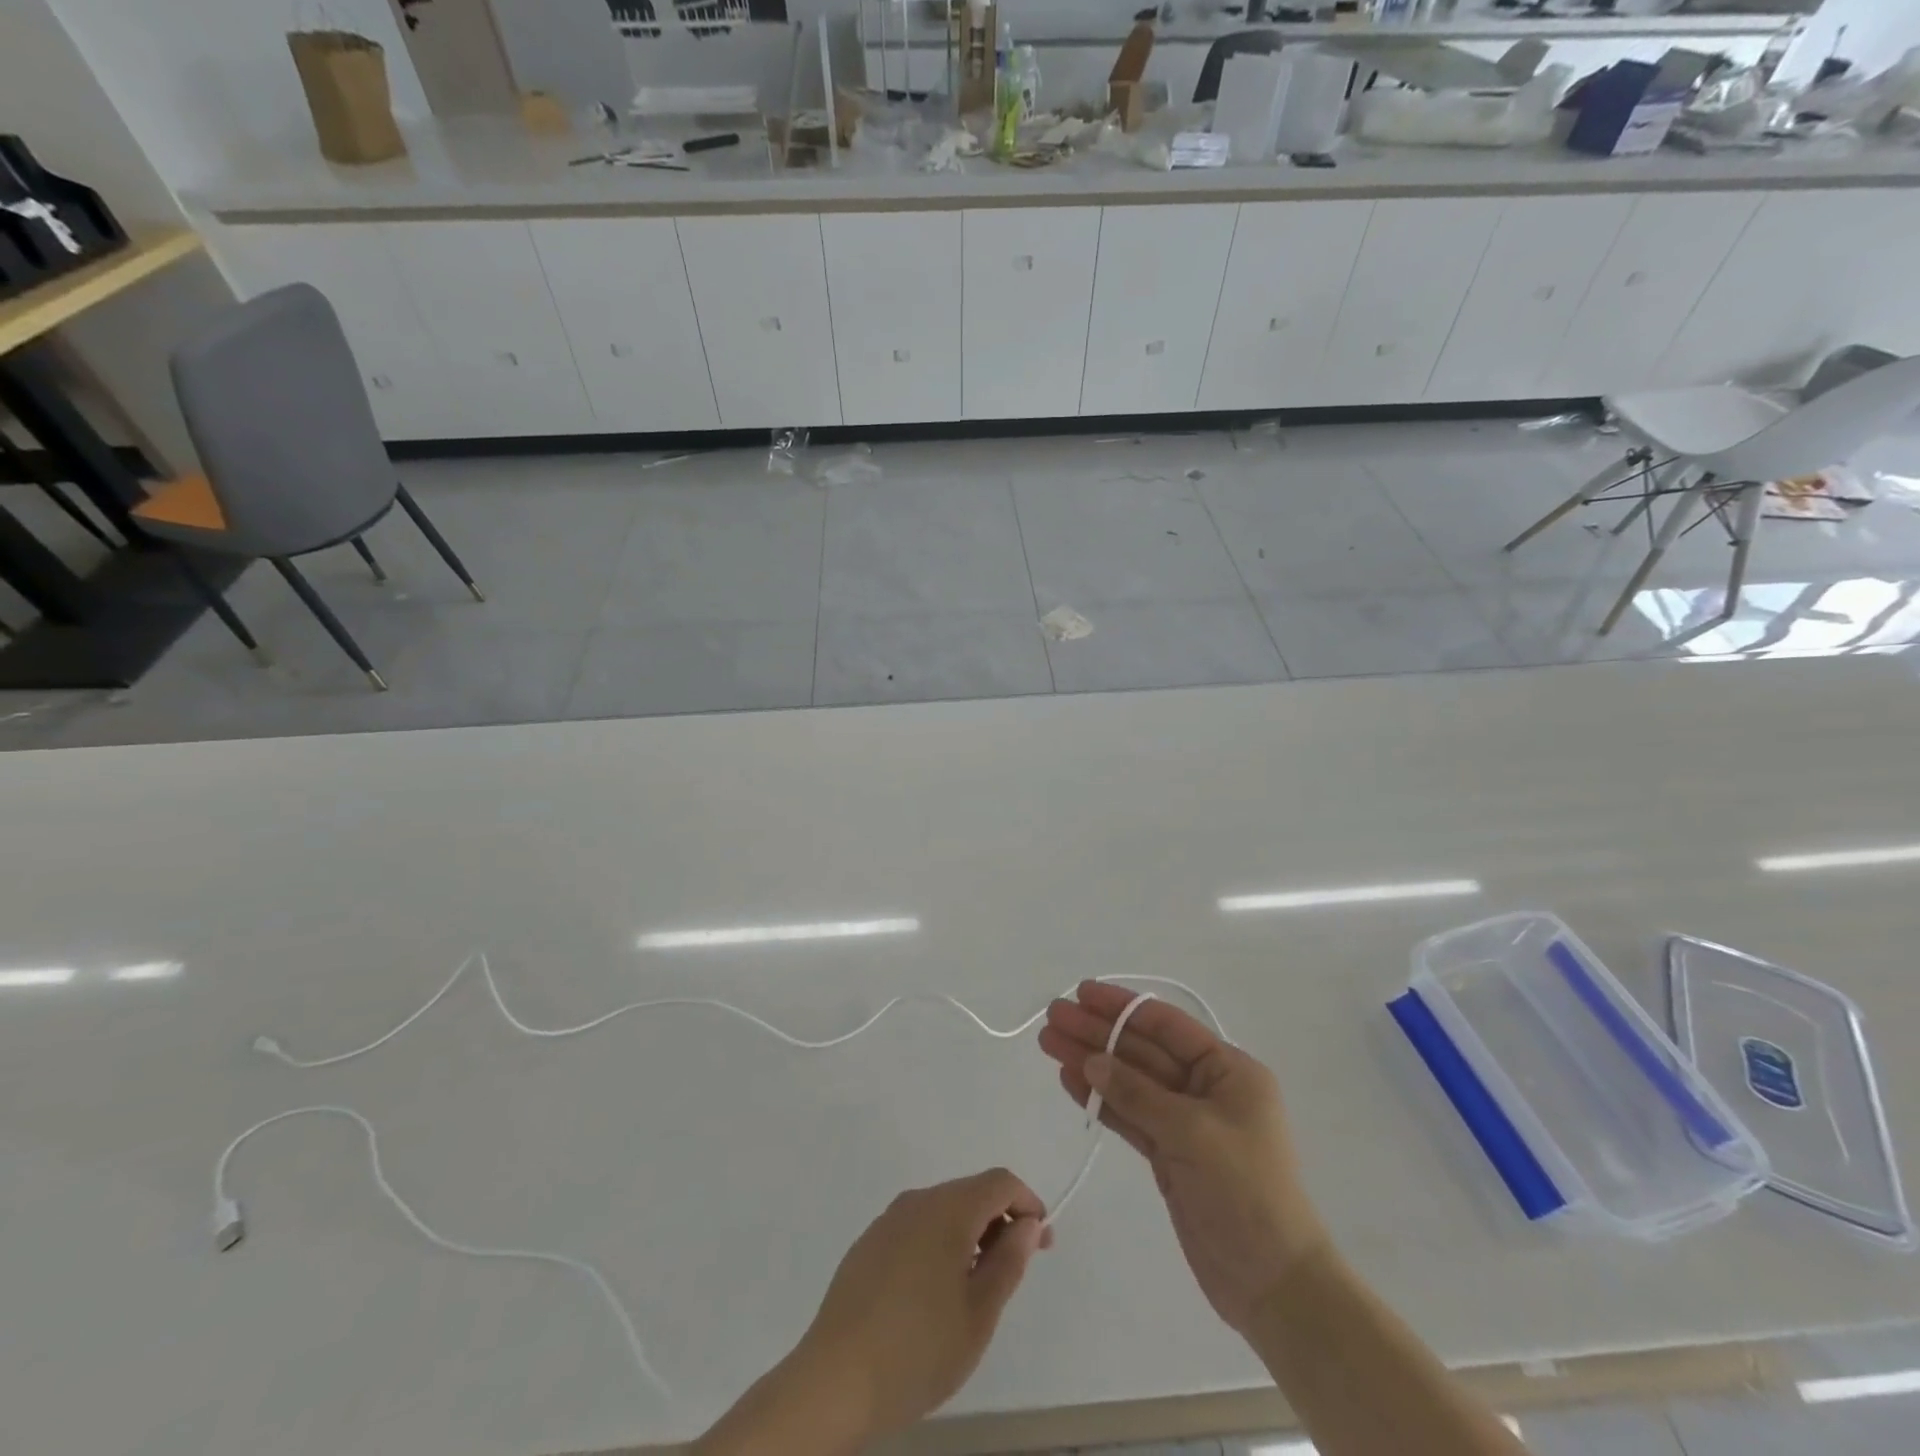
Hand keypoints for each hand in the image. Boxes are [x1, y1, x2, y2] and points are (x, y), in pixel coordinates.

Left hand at [793, 1168, 1053, 1445]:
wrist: (834, 1380)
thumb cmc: (918, 1349)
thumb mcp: (979, 1314)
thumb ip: (1008, 1261)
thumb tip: (1027, 1224)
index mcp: (947, 1209)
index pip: (999, 1182)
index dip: (1028, 1203)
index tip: (1042, 1242)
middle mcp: (917, 1201)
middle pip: (970, 1192)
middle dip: (1000, 1219)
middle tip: (1016, 1266)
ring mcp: (888, 1220)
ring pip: (942, 1209)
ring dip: (970, 1232)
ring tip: (978, 1285)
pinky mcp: (868, 1243)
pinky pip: (916, 1227)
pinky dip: (939, 1243)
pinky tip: (935, 1291)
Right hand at [1038, 982, 1326, 1334]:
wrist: (1273, 1284)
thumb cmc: (1245, 1192)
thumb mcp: (1192, 1133)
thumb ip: (1138, 1093)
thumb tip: (1091, 1060)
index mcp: (1228, 1070)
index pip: (1166, 1025)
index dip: (1122, 1007)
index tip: (1081, 993)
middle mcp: (1206, 1088)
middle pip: (1142, 1050)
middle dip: (1097, 1033)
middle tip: (1052, 1017)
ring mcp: (1185, 1123)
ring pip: (1130, 1082)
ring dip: (1091, 1063)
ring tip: (1049, 1043)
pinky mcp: (1169, 1155)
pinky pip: (1129, 1115)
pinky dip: (1100, 1100)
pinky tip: (1070, 1080)